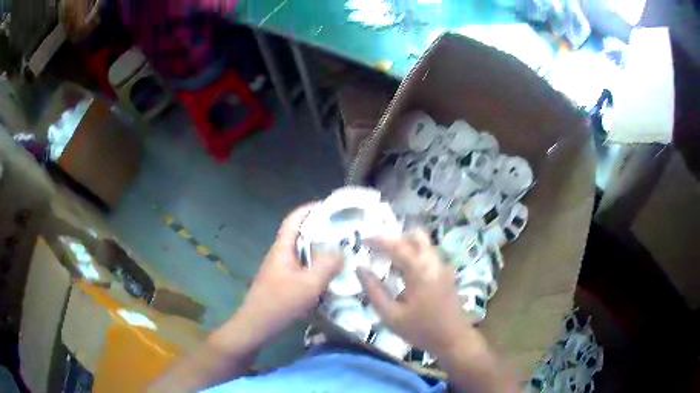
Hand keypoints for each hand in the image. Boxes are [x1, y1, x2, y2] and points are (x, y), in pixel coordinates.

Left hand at [235, 203, 342, 344]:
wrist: (257, 326)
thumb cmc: (280, 303)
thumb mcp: (308, 285)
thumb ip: (327, 266)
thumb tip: (342, 251)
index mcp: (282, 249)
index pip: (293, 219)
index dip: (309, 209)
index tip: (329, 206)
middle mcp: (280, 255)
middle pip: (299, 234)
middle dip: (319, 229)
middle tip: (342, 230)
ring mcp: (280, 269)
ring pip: (301, 252)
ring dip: (318, 249)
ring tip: (341, 250)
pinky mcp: (282, 282)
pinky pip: (301, 267)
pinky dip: (315, 266)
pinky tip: (329, 275)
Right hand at [358, 231, 476, 356]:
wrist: (454, 340)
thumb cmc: (421, 330)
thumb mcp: (391, 316)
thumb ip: (374, 290)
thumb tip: (360, 268)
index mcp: (420, 271)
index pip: (397, 245)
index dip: (378, 240)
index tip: (362, 240)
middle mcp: (434, 262)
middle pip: (416, 236)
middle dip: (395, 239)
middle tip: (378, 250)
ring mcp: (443, 267)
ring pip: (424, 244)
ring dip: (405, 246)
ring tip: (387, 261)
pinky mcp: (446, 274)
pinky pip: (428, 255)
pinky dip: (414, 255)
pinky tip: (403, 273)